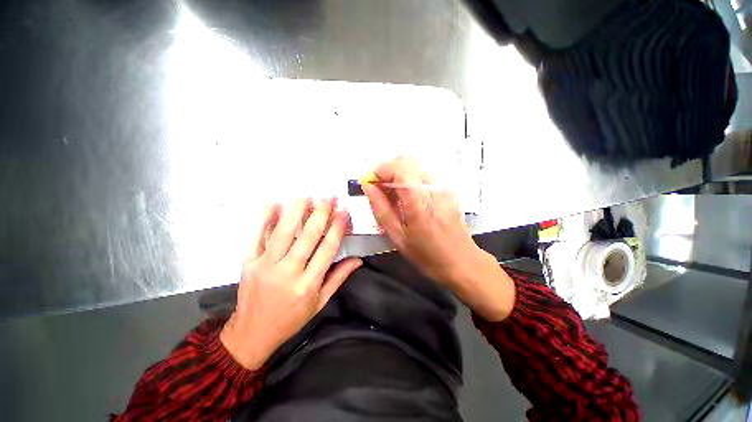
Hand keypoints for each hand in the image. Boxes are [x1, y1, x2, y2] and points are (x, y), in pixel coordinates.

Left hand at [220, 198, 361, 369]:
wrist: (252, 333)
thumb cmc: (291, 318)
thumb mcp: (320, 302)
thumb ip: (339, 277)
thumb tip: (358, 259)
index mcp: (308, 284)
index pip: (328, 249)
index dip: (337, 228)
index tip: (343, 212)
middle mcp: (288, 272)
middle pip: (308, 236)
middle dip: (320, 213)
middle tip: (328, 197)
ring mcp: (265, 266)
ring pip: (283, 232)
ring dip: (295, 211)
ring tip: (306, 196)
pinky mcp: (248, 263)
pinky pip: (256, 237)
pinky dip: (264, 219)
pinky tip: (273, 204)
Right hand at [362, 157, 514, 320]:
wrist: (462, 261)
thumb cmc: (426, 254)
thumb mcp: (397, 236)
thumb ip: (381, 209)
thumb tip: (368, 187)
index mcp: (419, 203)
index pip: (399, 169)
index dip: (380, 169)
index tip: (369, 180)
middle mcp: (433, 189)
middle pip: (407, 160)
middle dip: (387, 168)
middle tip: (377, 185)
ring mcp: (443, 187)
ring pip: (416, 165)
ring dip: (398, 172)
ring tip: (390, 191)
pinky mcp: (447, 189)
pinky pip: (424, 173)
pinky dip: (409, 177)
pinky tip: (405, 194)